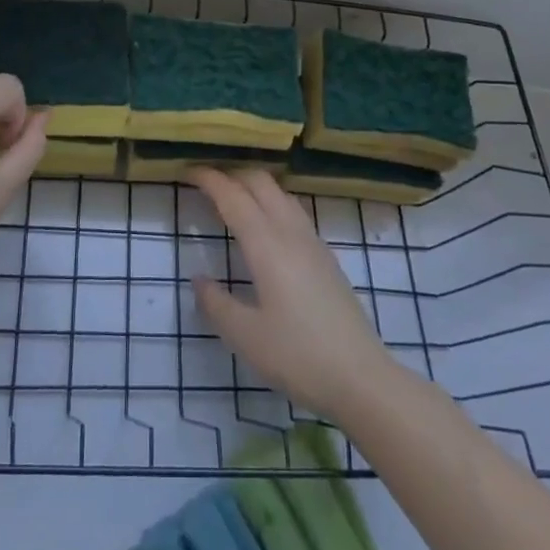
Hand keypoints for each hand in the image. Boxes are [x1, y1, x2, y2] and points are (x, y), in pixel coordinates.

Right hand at [187, 167, 397, 422]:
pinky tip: (264, 227)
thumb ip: (217, 304)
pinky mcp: (326, 257)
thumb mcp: (245, 337)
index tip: (187, 171)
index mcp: (267, 245)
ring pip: (280, 193)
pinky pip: (293, 211)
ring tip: (232, 200)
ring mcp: (313, 243)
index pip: (233, 197)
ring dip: (254, 186)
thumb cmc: (298, 356)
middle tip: (206, 184)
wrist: (362, 377)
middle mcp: (291, 233)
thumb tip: (199, 279)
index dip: (209, 179)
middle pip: (261, 183)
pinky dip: (271, 202)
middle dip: (232, 174)